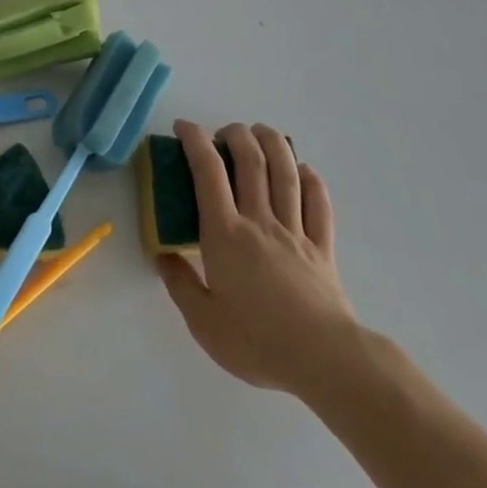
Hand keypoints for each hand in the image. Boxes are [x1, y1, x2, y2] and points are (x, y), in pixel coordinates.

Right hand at [158, 120, 358, 395]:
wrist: (324, 360)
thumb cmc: (257, 341)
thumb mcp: (204, 322)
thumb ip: (180, 284)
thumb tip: (162, 255)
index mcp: (226, 234)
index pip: (208, 172)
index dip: (195, 141)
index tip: (184, 127)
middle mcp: (260, 221)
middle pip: (251, 162)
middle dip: (236, 135)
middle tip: (224, 131)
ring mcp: (295, 231)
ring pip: (286, 174)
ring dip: (273, 144)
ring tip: (261, 131)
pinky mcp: (322, 248)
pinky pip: (319, 204)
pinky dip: (312, 181)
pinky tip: (304, 170)